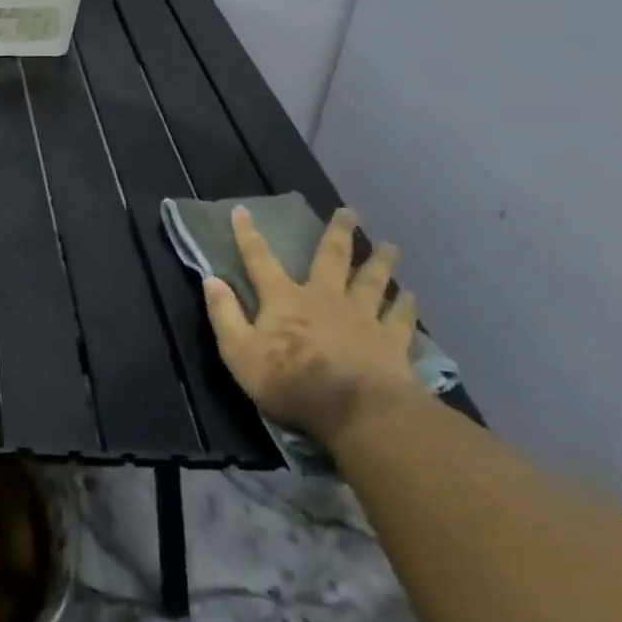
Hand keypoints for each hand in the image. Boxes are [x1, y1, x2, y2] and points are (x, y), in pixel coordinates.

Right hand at [205, 206, 423, 447]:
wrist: (357, 411)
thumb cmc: (290, 381)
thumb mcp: (239, 352)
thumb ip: (224, 314)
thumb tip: (211, 279)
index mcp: (284, 299)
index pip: (259, 259)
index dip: (247, 234)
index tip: (242, 210)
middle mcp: (324, 297)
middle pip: (331, 258)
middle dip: (338, 233)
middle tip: (348, 212)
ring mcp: (362, 317)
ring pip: (372, 281)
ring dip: (380, 262)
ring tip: (390, 247)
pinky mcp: (391, 342)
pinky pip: (400, 317)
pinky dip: (405, 304)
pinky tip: (411, 295)